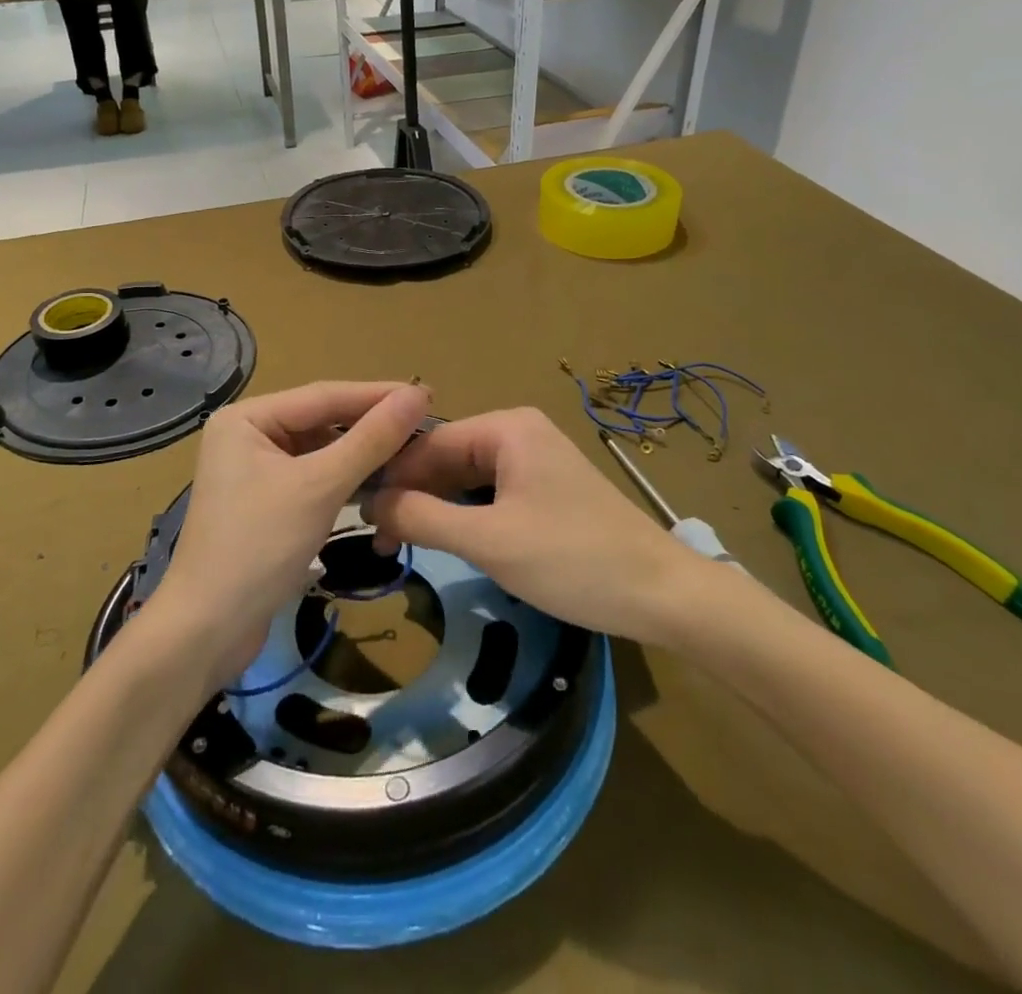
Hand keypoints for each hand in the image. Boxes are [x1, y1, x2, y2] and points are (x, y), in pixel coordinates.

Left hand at [145, 380, 431, 691]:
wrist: (207, 632)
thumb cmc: (259, 546)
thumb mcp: (321, 487)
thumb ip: (371, 439)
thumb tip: (417, 395)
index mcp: (247, 418)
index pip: (324, 395)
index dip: (378, 395)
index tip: (427, 394)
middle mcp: (247, 434)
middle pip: (321, 420)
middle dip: (371, 425)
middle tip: (425, 424)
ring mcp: (254, 470)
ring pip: (320, 450)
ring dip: (361, 453)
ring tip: (411, 451)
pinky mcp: (265, 502)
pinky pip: (313, 476)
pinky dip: (344, 479)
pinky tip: (378, 482)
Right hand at [365, 407, 700, 644]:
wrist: (663, 594)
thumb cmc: (572, 560)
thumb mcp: (489, 541)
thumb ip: (424, 517)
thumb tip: (370, 502)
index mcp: (507, 428)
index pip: (429, 445)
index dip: (392, 479)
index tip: (358, 517)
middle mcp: (519, 432)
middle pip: (448, 458)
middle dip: (414, 496)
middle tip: (380, 541)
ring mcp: (536, 460)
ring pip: (468, 478)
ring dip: (438, 509)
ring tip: (404, 543)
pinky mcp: (547, 488)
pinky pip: (492, 493)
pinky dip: (467, 516)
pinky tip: (447, 540)